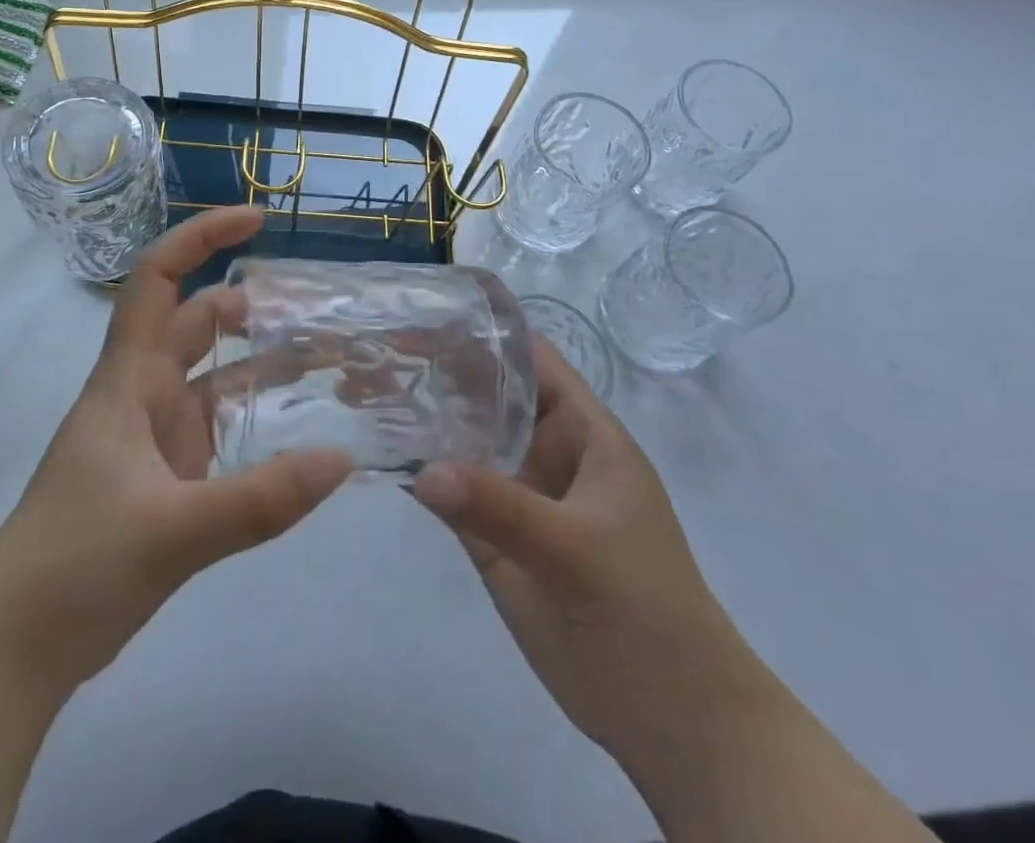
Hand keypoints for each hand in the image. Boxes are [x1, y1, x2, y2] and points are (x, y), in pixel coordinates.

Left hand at [0, 205, 350, 694]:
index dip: (201, 237)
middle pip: (197, 324)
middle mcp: (141, 393)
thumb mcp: (173, 531)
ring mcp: (153, 437)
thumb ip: (260, 499)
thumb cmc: (76, 564)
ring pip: (213, 378)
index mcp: (128, 378)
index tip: (257, 220)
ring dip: (261, 364)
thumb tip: (342, 459)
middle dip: (251, 306)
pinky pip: (218, 430)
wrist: (17, 646)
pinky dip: (255, 420)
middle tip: (319, 306)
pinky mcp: (164, 478)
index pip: (158, 279)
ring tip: (327, 359)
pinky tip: (299, 432)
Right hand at [411, 339, 778, 760]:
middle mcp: (546, 451)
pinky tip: (376, 448)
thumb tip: (422, 471)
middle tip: (373, 349)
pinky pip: (452, 492)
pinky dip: (419, 471)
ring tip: (362, 387)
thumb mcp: (578, 552)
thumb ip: (502, 508)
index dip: (484, 331)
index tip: (423, 311)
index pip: (531, 360)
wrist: (673, 723)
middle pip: (488, 393)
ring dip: (422, 417)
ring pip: (465, 440)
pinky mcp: (494, 536)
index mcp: (583, 433)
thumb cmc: (644, 614)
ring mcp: (518, 493)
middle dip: (437, 370)